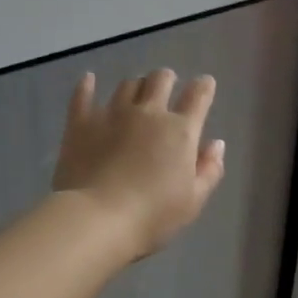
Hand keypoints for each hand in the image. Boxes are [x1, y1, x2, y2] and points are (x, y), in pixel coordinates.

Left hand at [52, 69, 226, 256]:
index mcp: (180, 131)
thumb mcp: (192, 201)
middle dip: (166, 78)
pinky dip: (87, 86)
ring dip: (135, 85)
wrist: (97, 218)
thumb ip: (209, 170)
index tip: (205, 84)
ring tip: (135, 92)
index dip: (204, 87)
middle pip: (160, 80)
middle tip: (166, 84)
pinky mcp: (82, 123)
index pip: (198, 97)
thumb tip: (216, 144)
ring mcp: (112, 114)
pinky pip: (83, 96)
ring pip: (127, 85)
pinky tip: (89, 79)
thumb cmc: (152, 215)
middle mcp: (148, 113)